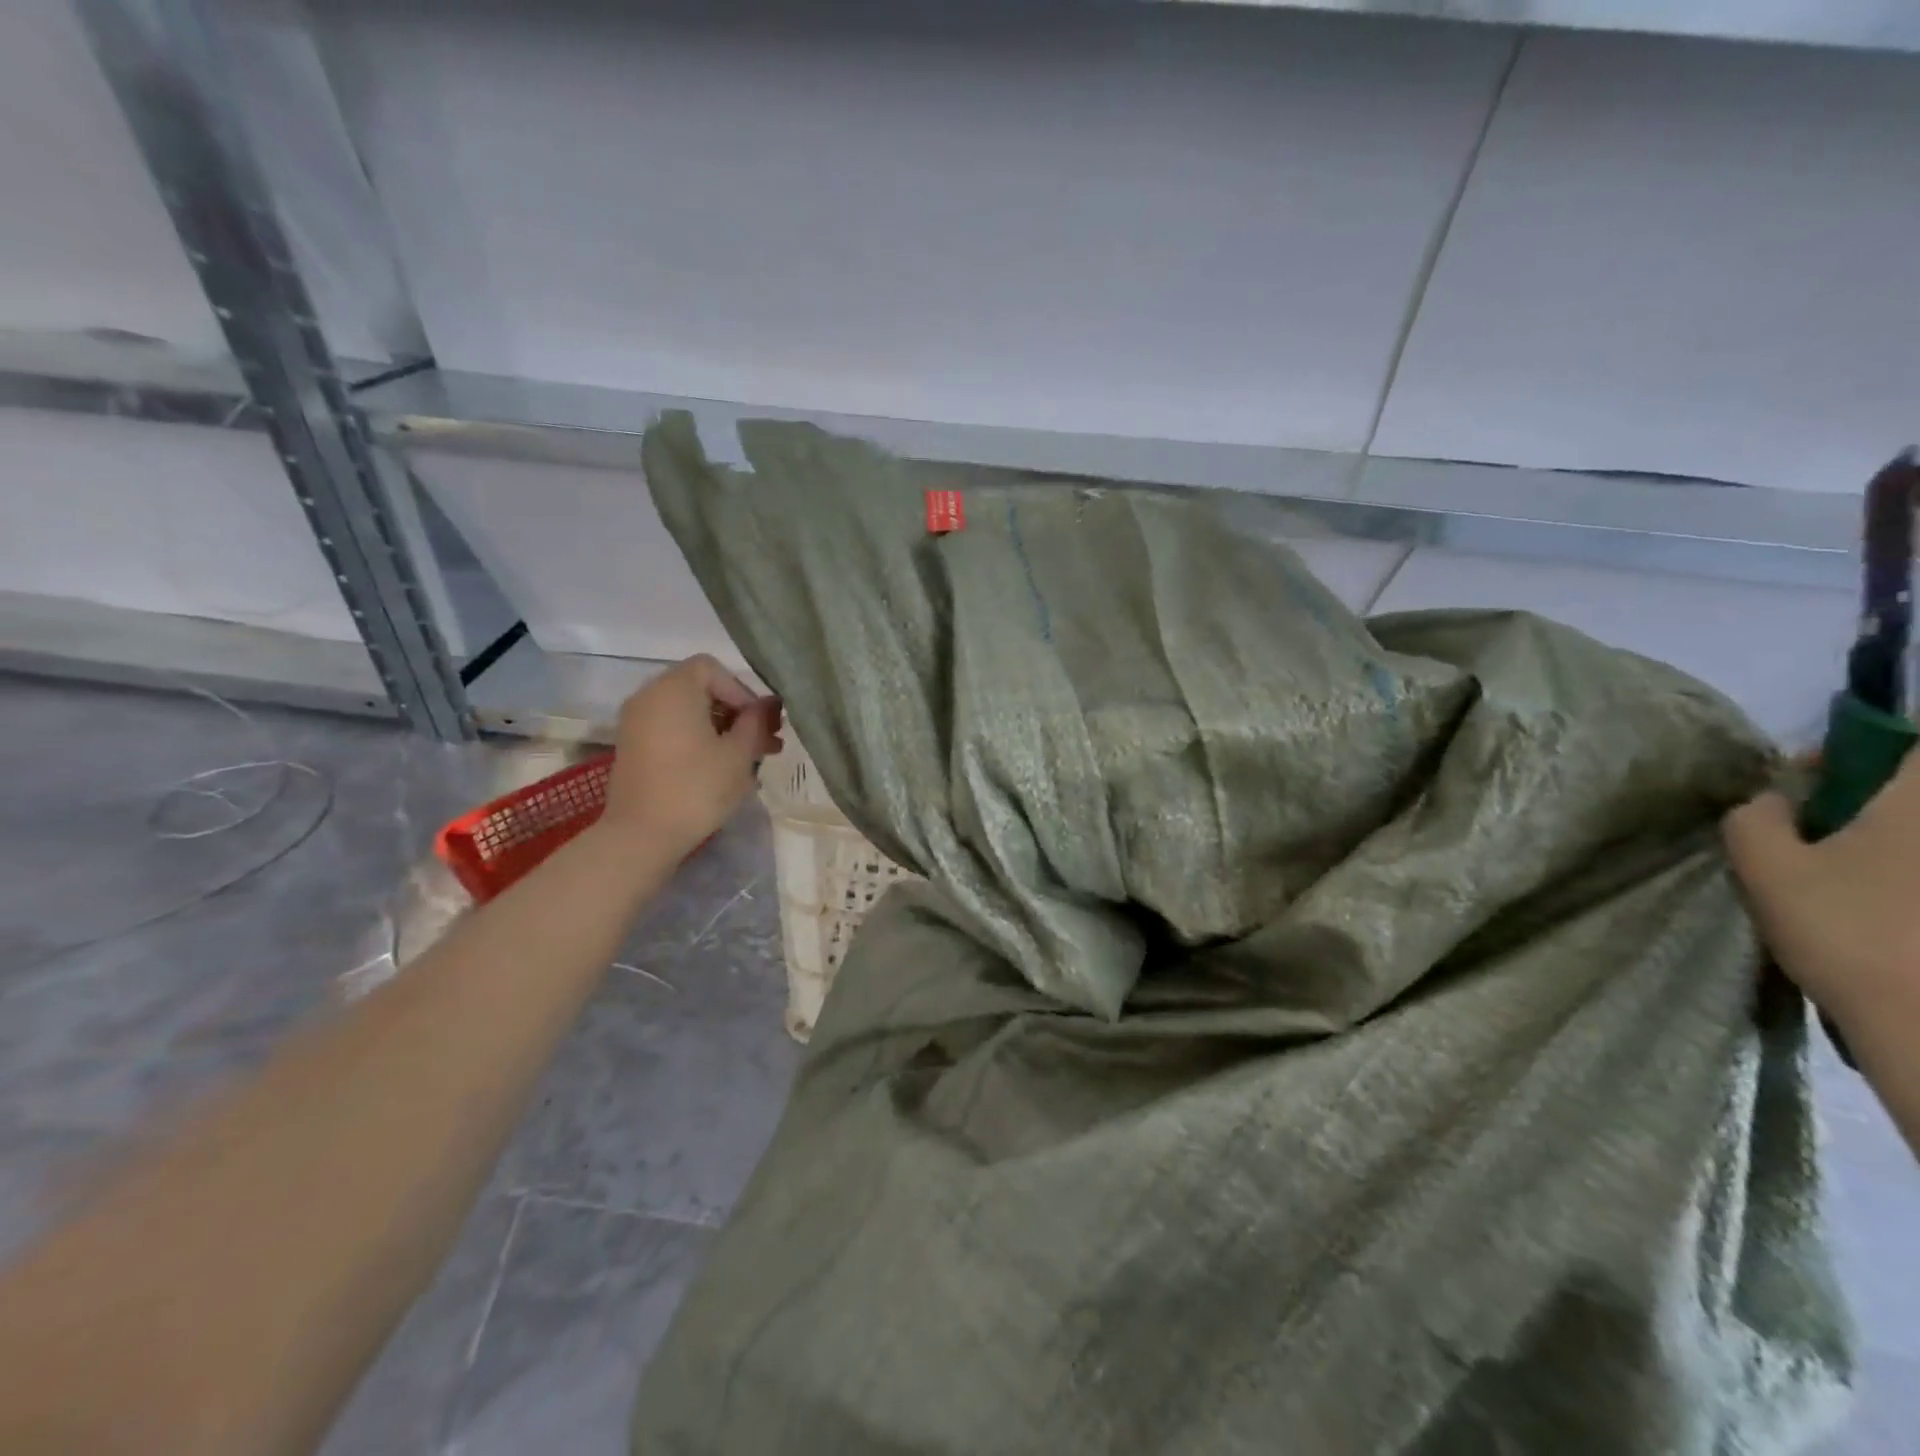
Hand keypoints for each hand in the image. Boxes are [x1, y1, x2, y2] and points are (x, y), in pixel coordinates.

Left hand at [601, 655, 782, 857]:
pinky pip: (672, 729)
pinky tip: (722, 766)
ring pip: (688, 712)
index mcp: (673, 689)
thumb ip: (756, 723)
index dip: (742, 691)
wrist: (641, 835)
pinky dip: (698, 738)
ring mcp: (637, 722)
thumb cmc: (696, 788)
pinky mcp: (634, 747)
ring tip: (752, 757)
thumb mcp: (738, 754)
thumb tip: (767, 706)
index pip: (713, 669)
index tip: (759, 722)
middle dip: (736, 712)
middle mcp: (649, 696)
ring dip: (721, 728)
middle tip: (766, 741)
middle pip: (700, 689)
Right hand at [1723, 751, 1919, 1028]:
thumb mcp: (1767, 868)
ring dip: (1878, 849)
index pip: (1907, 744)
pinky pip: (1911, 880)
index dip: (1857, 750)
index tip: (1808, 779)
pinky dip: (1892, 885)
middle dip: (1863, 805)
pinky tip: (1873, 915)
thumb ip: (1753, 819)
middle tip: (1814, 833)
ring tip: (1837, 881)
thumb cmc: (1848, 930)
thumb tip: (1768, 800)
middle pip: (1908, 796)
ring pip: (1910, 841)